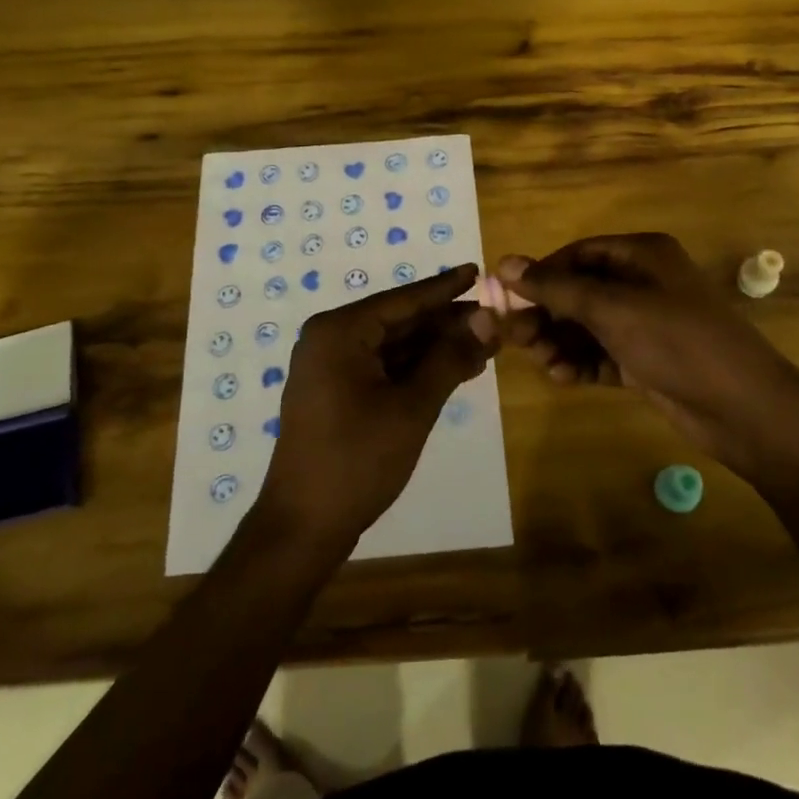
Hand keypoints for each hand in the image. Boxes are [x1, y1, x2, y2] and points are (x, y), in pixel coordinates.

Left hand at [259, 264, 494, 551]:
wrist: (304, 526)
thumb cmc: (357, 459)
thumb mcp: (412, 406)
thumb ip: (450, 358)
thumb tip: (489, 319)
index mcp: (340, 332)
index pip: (403, 300)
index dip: (445, 288)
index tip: (478, 271)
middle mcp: (330, 340)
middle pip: (399, 321)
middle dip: (446, 323)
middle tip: (493, 317)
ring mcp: (330, 368)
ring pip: (393, 346)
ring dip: (436, 348)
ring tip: (485, 344)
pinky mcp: (336, 393)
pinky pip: (382, 368)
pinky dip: (417, 369)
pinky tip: (455, 369)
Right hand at [493, 234, 798, 477]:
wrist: (744, 409)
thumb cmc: (677, 342)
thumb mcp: (613, 309)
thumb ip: (556, 288)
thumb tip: (504, 263)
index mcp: (643, 254)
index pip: (578, 254)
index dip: (542, 273)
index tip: (508, 298)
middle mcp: (643, 283)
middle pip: (580, 291)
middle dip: (547, 313)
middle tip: (516, 337)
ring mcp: (646, 324)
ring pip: (588, 326)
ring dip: (560, 341)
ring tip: (541, 361)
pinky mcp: (646, 360)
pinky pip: (602, 354)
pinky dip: (580, 363)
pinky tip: (562, 377)